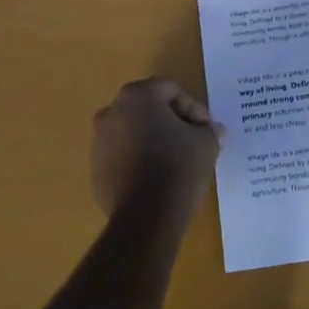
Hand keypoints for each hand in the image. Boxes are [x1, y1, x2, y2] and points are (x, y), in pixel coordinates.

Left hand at [91, 78, 221, 221]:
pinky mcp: (95, 170)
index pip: (171, 90)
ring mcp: (99, 142)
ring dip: (153, 142)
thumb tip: (213, 130)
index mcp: (137, 96)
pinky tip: (156, 181)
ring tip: (175, 163)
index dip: (194, 109)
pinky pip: (122, 157)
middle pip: (149, 109)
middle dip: (172, 122)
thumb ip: (209, 130)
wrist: (145, 218)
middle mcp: (112, 111)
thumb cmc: (177, 168)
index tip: (207, 131)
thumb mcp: (206, 144)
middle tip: (193, 142)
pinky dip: (138, 162)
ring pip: (133, 133)